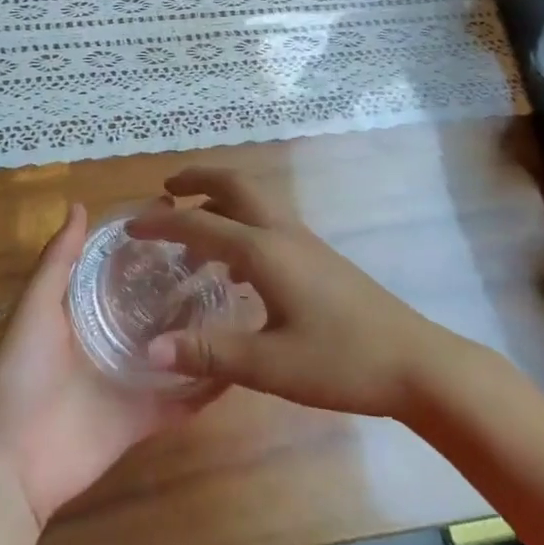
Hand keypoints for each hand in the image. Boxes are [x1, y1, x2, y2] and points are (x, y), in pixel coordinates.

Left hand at [0, 203, 220, 526]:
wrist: (12, 462)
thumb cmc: (21, 374)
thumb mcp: (35, 308)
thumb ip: (58, 261)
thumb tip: (79, 205)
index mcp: (86, 312)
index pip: (125, 268)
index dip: (150, 244)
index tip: (183, 214)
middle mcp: (113, 340)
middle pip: (157, 307)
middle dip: (185, 284)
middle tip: (227, 257)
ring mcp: (132, 380)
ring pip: (176, 349)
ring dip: (203, 332)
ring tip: (244, 301)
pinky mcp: (145, 418)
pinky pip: (183, 401)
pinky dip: (208, 388)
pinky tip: (240, 366)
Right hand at [130, 168, 457, 418]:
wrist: (414, 362)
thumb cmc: (340, 362)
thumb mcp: (269, 366)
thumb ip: (209, 354)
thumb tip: (151, 350)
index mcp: (264, 252)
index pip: (201, 223)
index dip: (162, 223)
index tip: (130, 226)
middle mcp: (282, 233)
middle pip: (235, 184)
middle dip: (198, 178)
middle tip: (166, 188)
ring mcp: (304, 241)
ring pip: (254, 200)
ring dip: (219, 200)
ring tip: (192, 228)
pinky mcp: (317, 256)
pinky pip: (268, 221)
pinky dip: (240, 223)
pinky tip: (235, 268)